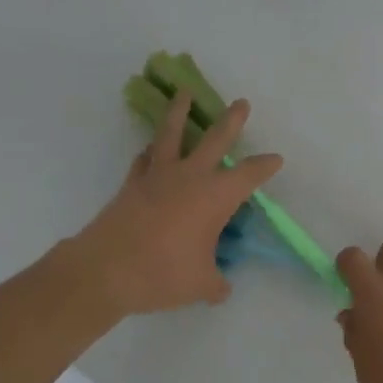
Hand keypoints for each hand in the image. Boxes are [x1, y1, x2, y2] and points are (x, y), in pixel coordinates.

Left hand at [74, 89, 282, 315]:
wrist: (106, 270)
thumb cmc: (163, 274)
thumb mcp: (201, 285)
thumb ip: (216, 284)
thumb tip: (221, 288)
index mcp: (216, 196)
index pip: (249, 175)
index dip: (265, 166)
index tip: (276, 159)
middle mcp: (190, 177)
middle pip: (216, 140)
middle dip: (232, 121)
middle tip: (241, 103)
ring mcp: (158, 176)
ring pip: (171, 134)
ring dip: (179, 112)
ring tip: (183, 94)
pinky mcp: (132, 184)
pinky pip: (144, 159)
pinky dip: (150, 152)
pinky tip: (150, 150)